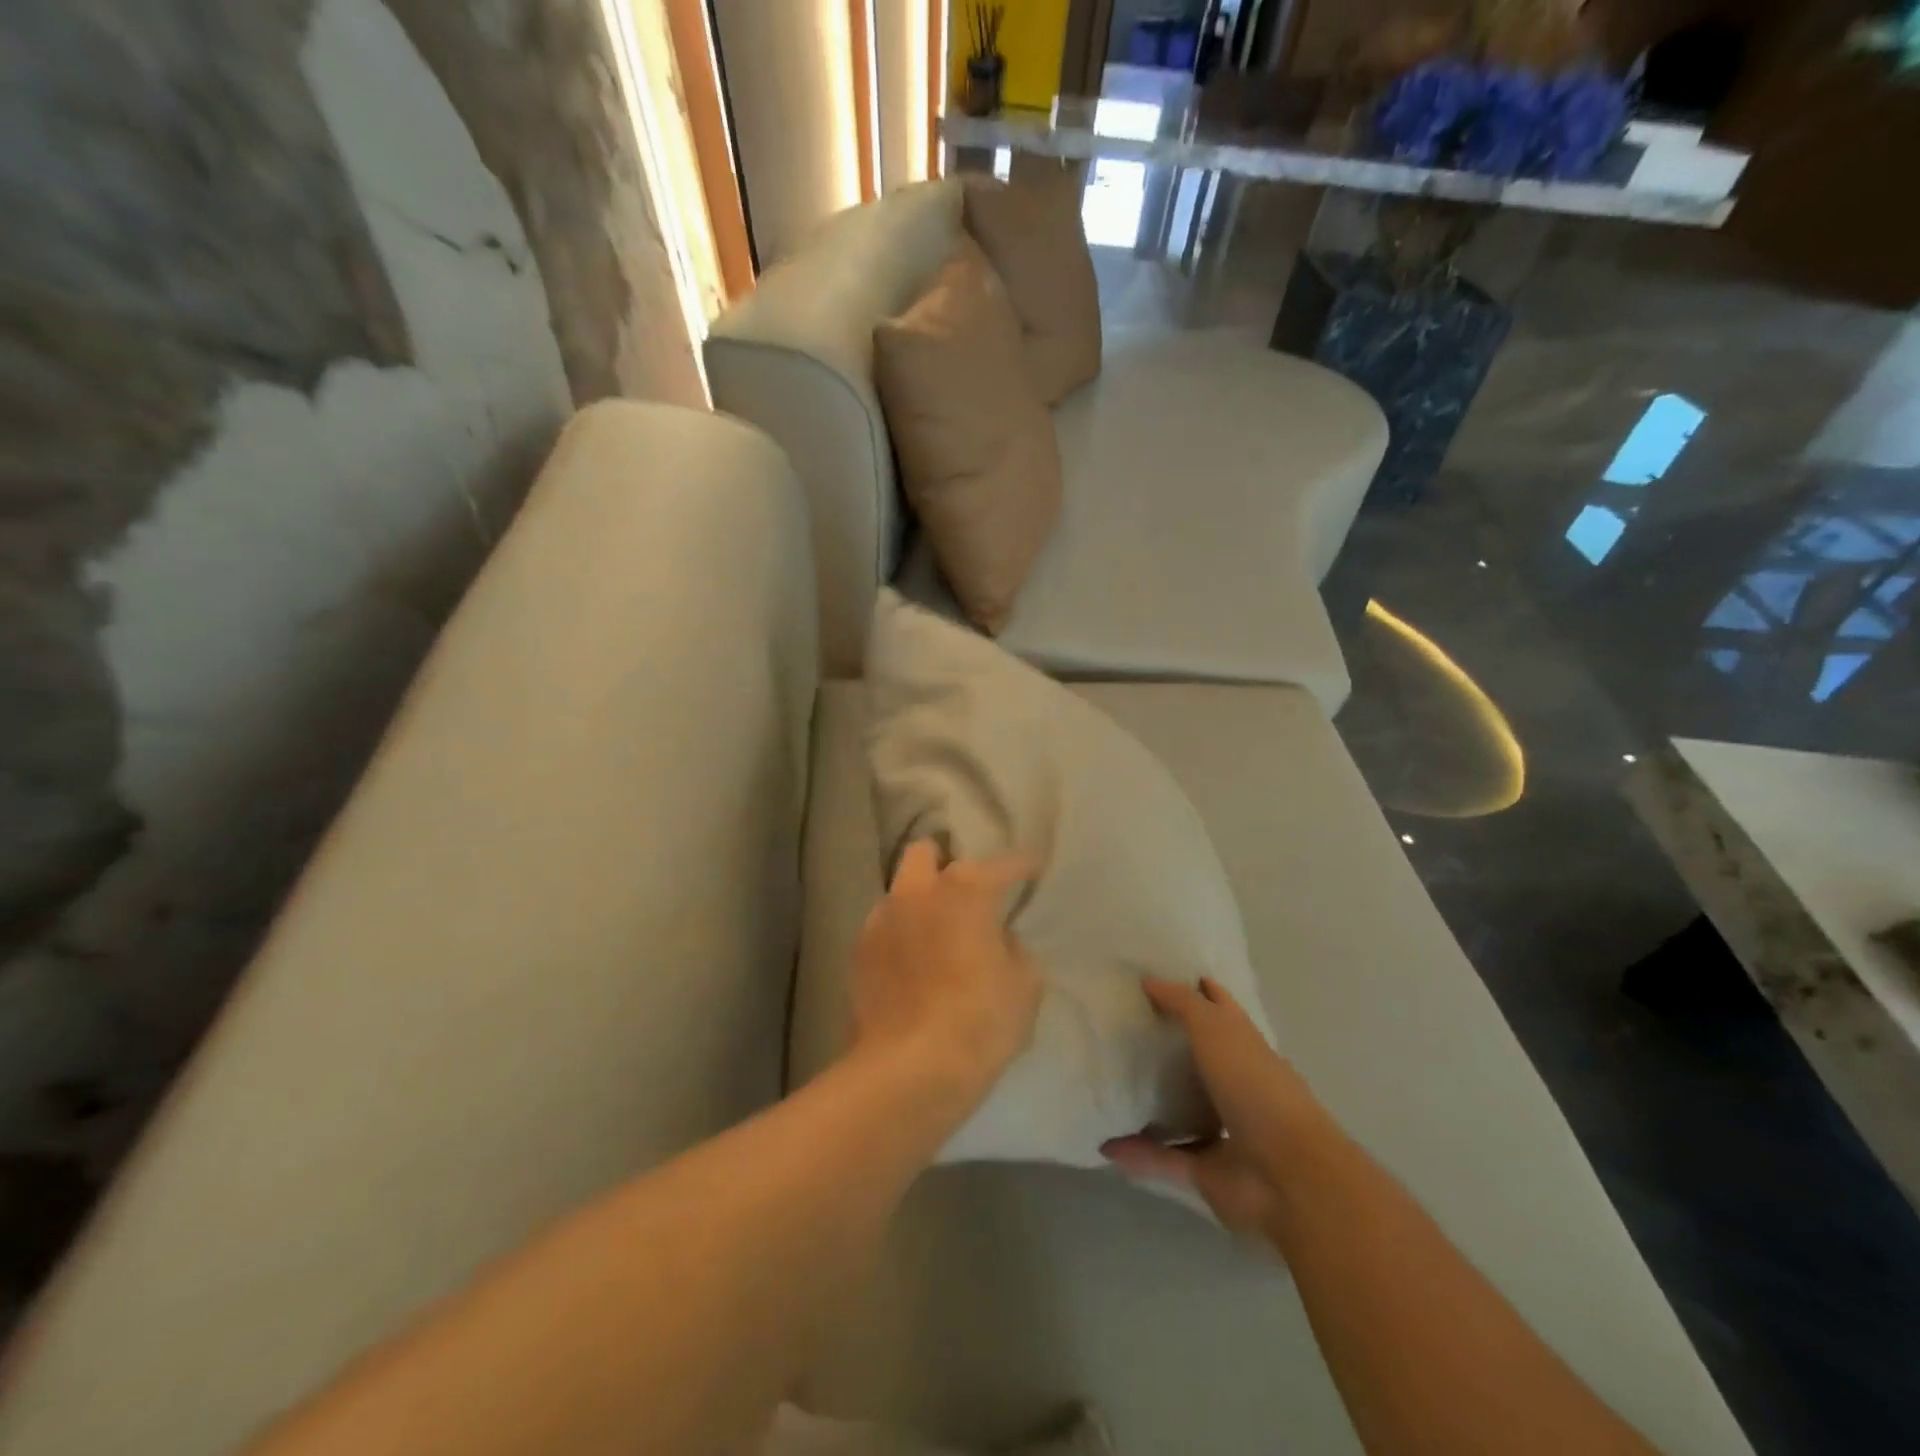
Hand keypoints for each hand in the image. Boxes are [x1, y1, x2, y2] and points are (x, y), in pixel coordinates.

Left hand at [848, 841, 1040, 1109]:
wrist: (909, 1069)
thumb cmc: (980, 1022)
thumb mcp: (1024, 988)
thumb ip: (1014, 951)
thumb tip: (999, 941)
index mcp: (965, 890)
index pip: (1002, 864)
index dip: (1021, 866)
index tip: (1031, 870)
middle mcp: (918, 891)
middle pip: (926, 852)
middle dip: (945, 864)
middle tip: (964, 894)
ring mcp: (882, 918)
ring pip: (900, 890)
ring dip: (918, 901)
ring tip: (935, 932)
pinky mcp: (858, 951)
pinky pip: (884, 927)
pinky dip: (900, 935)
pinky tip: (911, 963)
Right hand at [1101, 976, 1317, 1238]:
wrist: (1289, 1176)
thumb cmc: (1255, 1086)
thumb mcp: (1215, 1027)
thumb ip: (1182, 1003)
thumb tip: (1148, 981)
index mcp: (1248, 1048)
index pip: (1222, 1011)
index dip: (1200, 993)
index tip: (1162, 981)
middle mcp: (1239, 1086)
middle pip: (1202, 1061)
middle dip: (1173, 1049)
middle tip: (1128, 1031)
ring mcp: (1227, 1131)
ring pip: (1185, 1111)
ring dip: (1155, 1104)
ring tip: (1114, 1085)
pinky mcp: (1209, 1171)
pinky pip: (1166, 1158)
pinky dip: (1139, 1154)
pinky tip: (1108, 1144)